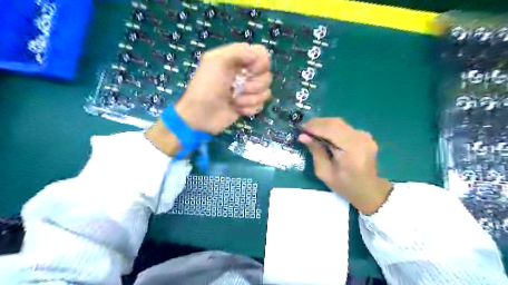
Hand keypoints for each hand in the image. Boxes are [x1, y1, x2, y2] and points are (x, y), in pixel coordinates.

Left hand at [174, 43, 270, 132]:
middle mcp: (245, 73)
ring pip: (266, 92)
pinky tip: (237, 109)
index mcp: (238, 59)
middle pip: (267, 75)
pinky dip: (248, 108)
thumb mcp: (217, 61)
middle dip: (254, 85)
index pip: (263, 54)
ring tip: (234, 101)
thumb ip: (240, 52)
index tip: (249, 71)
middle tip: (239, 88)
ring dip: (250, 98)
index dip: (261, 63)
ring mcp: (248, 91)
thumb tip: (261, 56)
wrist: (200, 114)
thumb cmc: (206, 86)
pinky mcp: (248, 105)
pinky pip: (260, 105)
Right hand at [298, 117, 389, 213]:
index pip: (331, 130)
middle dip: (317, 123)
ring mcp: (364, 135)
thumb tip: (303, 136)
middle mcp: (360, 138)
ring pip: (339, 123)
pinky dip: (331, 128)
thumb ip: (315, 152)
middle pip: (335, 123)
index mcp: (352, 150)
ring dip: (323, 125)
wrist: (369, 190)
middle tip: (303, 129)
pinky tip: (323, 134)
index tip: (300, 129)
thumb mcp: (325, 173)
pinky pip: (344, 127)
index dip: (314, 127)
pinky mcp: (364, 135)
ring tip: (310, 131)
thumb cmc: (345, 186)